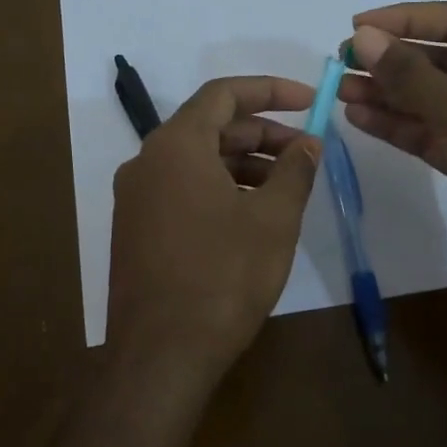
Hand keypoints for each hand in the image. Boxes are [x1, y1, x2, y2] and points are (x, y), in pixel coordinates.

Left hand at [106, 76, 320, 384]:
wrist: (160, 355)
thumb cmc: (222, 277)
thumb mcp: (272, 220)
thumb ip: (295, 170)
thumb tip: (309, 143)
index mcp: (175, 146)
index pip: (223, 94)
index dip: (270, 90)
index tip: (310, 101)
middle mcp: (146, 163)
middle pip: (210, 128)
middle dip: (263, 134)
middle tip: (307, 153)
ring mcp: (136, 199)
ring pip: (197, 162)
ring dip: (244, 165)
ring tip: (287, 189)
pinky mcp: (136, 231)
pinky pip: (182, 192)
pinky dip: (220, 190)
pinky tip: (251, 217)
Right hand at [339, 2, 446, 298]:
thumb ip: (412, 77)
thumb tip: (363, 38)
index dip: (406, 19)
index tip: (357, 28)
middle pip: (439, 61)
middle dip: (391, 60)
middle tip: (342, 64)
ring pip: (429, 100)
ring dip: (387, 94)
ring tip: (340, 91)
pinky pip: (429, 134)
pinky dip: (398, 126)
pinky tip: (360, 119)